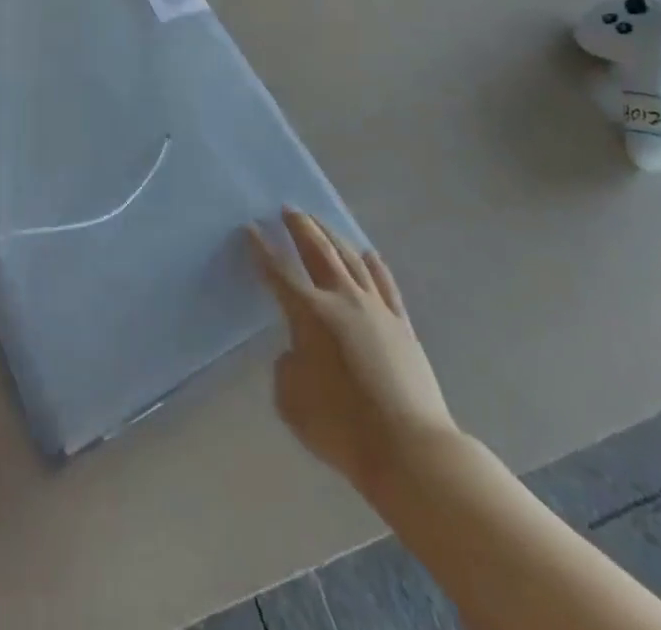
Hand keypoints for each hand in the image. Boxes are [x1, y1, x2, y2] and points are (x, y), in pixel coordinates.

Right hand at [248, 208, 458, 491]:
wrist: (410, 450)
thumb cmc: (342, 427)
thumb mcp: (291, 400)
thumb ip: (287, 366)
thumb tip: (300, 352)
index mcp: (310, 314)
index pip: (278, 272)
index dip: (261, 249)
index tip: (250, 228)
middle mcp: (342, 299)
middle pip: (318, 251)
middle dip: (300, 227)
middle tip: (288, 209)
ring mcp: (376, 309)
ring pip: (350, 259)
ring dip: (332, 236)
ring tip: (320, 222)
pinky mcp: (402, 325)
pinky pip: (385, 284)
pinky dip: (373, 265)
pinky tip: (367, 253)